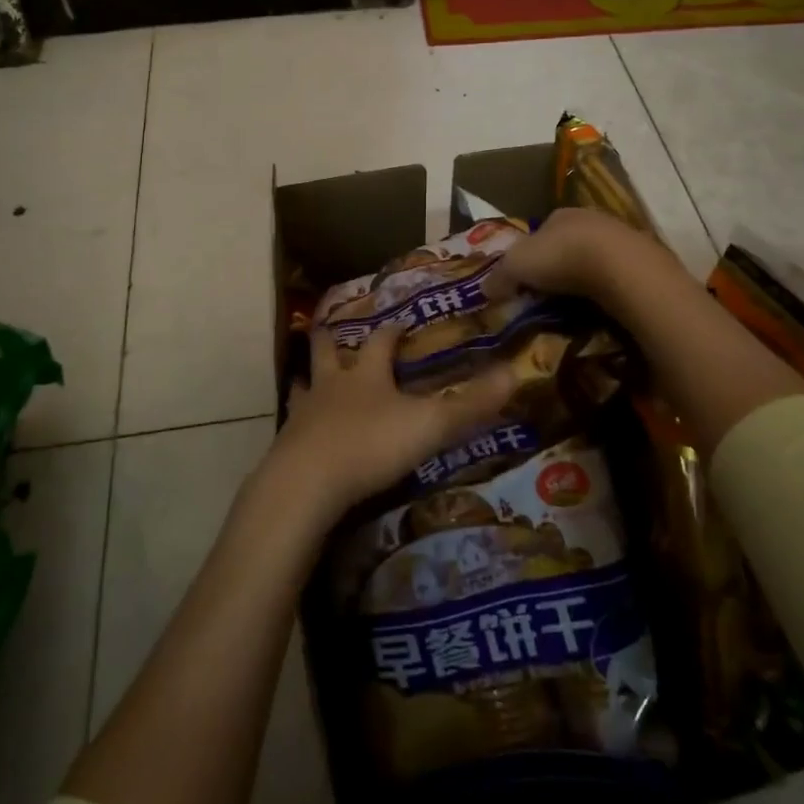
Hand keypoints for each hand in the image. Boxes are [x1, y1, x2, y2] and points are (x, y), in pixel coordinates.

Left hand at [268, 322, 515, 528]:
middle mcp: (332, 385)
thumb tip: (515, 372)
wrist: (308, 482)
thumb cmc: (371, 444)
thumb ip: (470, 404)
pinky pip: (292, 425)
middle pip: (327, 352)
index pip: (381, 342)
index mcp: (367, 374)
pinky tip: (298, 430)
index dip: (391, 331)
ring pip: (303, 385)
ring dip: (307, 378)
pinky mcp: (288, 444)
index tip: (399, 322)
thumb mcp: (429, 424)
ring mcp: (305, 413)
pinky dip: (297, 421)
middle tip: (329, 329)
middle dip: (331, 340)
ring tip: (304, 376)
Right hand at [485, 207, 664, 303]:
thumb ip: (499, 275)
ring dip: (584, 279)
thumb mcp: (516, 265)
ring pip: (594, 260)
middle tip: (546, 295)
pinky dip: (606, 291)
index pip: (540, 232)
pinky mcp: (642, 262)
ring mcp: (620, 239)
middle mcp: (590, 220)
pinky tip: (600, 307)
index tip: (524, 279)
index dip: (530, 255)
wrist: (621, 268)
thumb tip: (485, 289)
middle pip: (568, 245)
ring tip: (573, 306)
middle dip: (558, 267)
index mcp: (560, 214)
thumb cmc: (561, 257)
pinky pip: (616, 278)